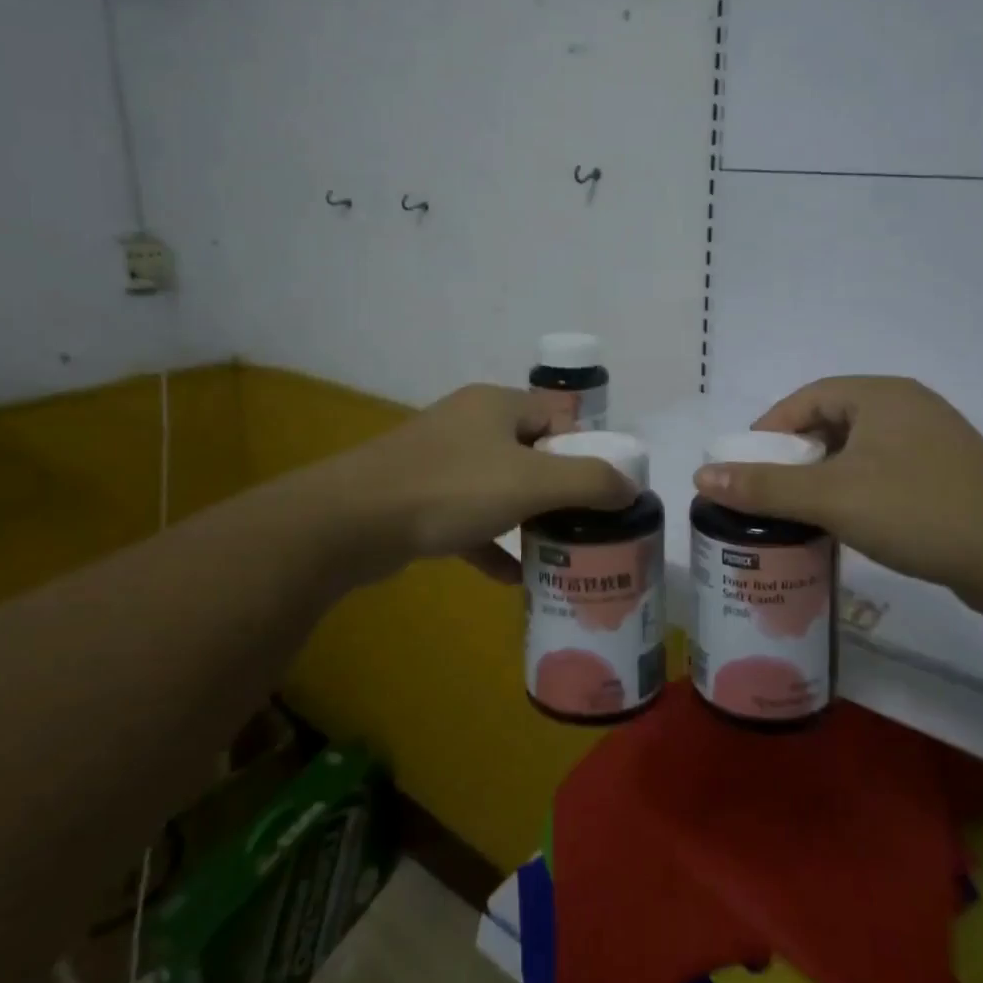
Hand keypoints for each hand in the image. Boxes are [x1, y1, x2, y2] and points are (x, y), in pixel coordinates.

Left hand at [329, 383, 634, 582]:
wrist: (351, 522)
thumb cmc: (451, 489)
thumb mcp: (531, 482)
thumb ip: (589, 482)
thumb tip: (631, 487)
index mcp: (497, 405)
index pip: (558, 419)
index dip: (585, 452)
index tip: (603, 493)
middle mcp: (470, 424)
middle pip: (532, 453)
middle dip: (560, 490)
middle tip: (587, 526)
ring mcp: (441, 461)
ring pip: (500, 487)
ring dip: (528, 518)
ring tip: (560, 550)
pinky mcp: (420, 499)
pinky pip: (470, 518)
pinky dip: (492, 543)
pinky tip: (513, 577)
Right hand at [693, 376, 982, 600]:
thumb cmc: (918, 509)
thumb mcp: (832, 496)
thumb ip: (766, 486)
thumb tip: (703, 475)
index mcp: (879, 395)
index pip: (807, 397)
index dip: (771, 428)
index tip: (747, 463)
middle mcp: (906, 408)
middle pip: (832, 422)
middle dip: (796, 455)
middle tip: (768, 490)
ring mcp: (932, 442)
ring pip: (859, 451)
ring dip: (826, 476)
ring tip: (800, 510)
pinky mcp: (947, 477)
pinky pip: (885, 473)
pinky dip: (857, 491)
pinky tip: (847, 524)